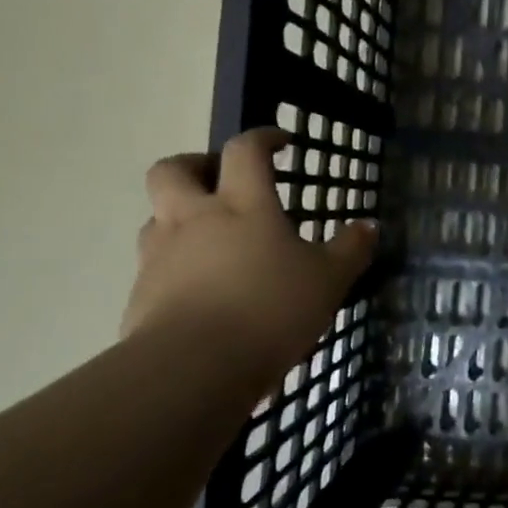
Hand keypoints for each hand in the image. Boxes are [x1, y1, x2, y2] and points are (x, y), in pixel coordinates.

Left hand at [121, 128, 377, 383]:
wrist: (193, 368)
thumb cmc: (270, 310)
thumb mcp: (328, 280)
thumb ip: (350, 250)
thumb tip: (368, 226)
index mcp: (242, 205)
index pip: (245, 151)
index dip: (262, 138)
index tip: (280, 143)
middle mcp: (193, 219)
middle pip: (173, 170)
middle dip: (195, 165)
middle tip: (220, 180)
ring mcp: (159, 256)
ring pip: (156, 217)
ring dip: (178, 217)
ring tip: (210, 241)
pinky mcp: (140, 295)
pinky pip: (153, 266)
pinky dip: (174, 267)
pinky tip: (200, 292)